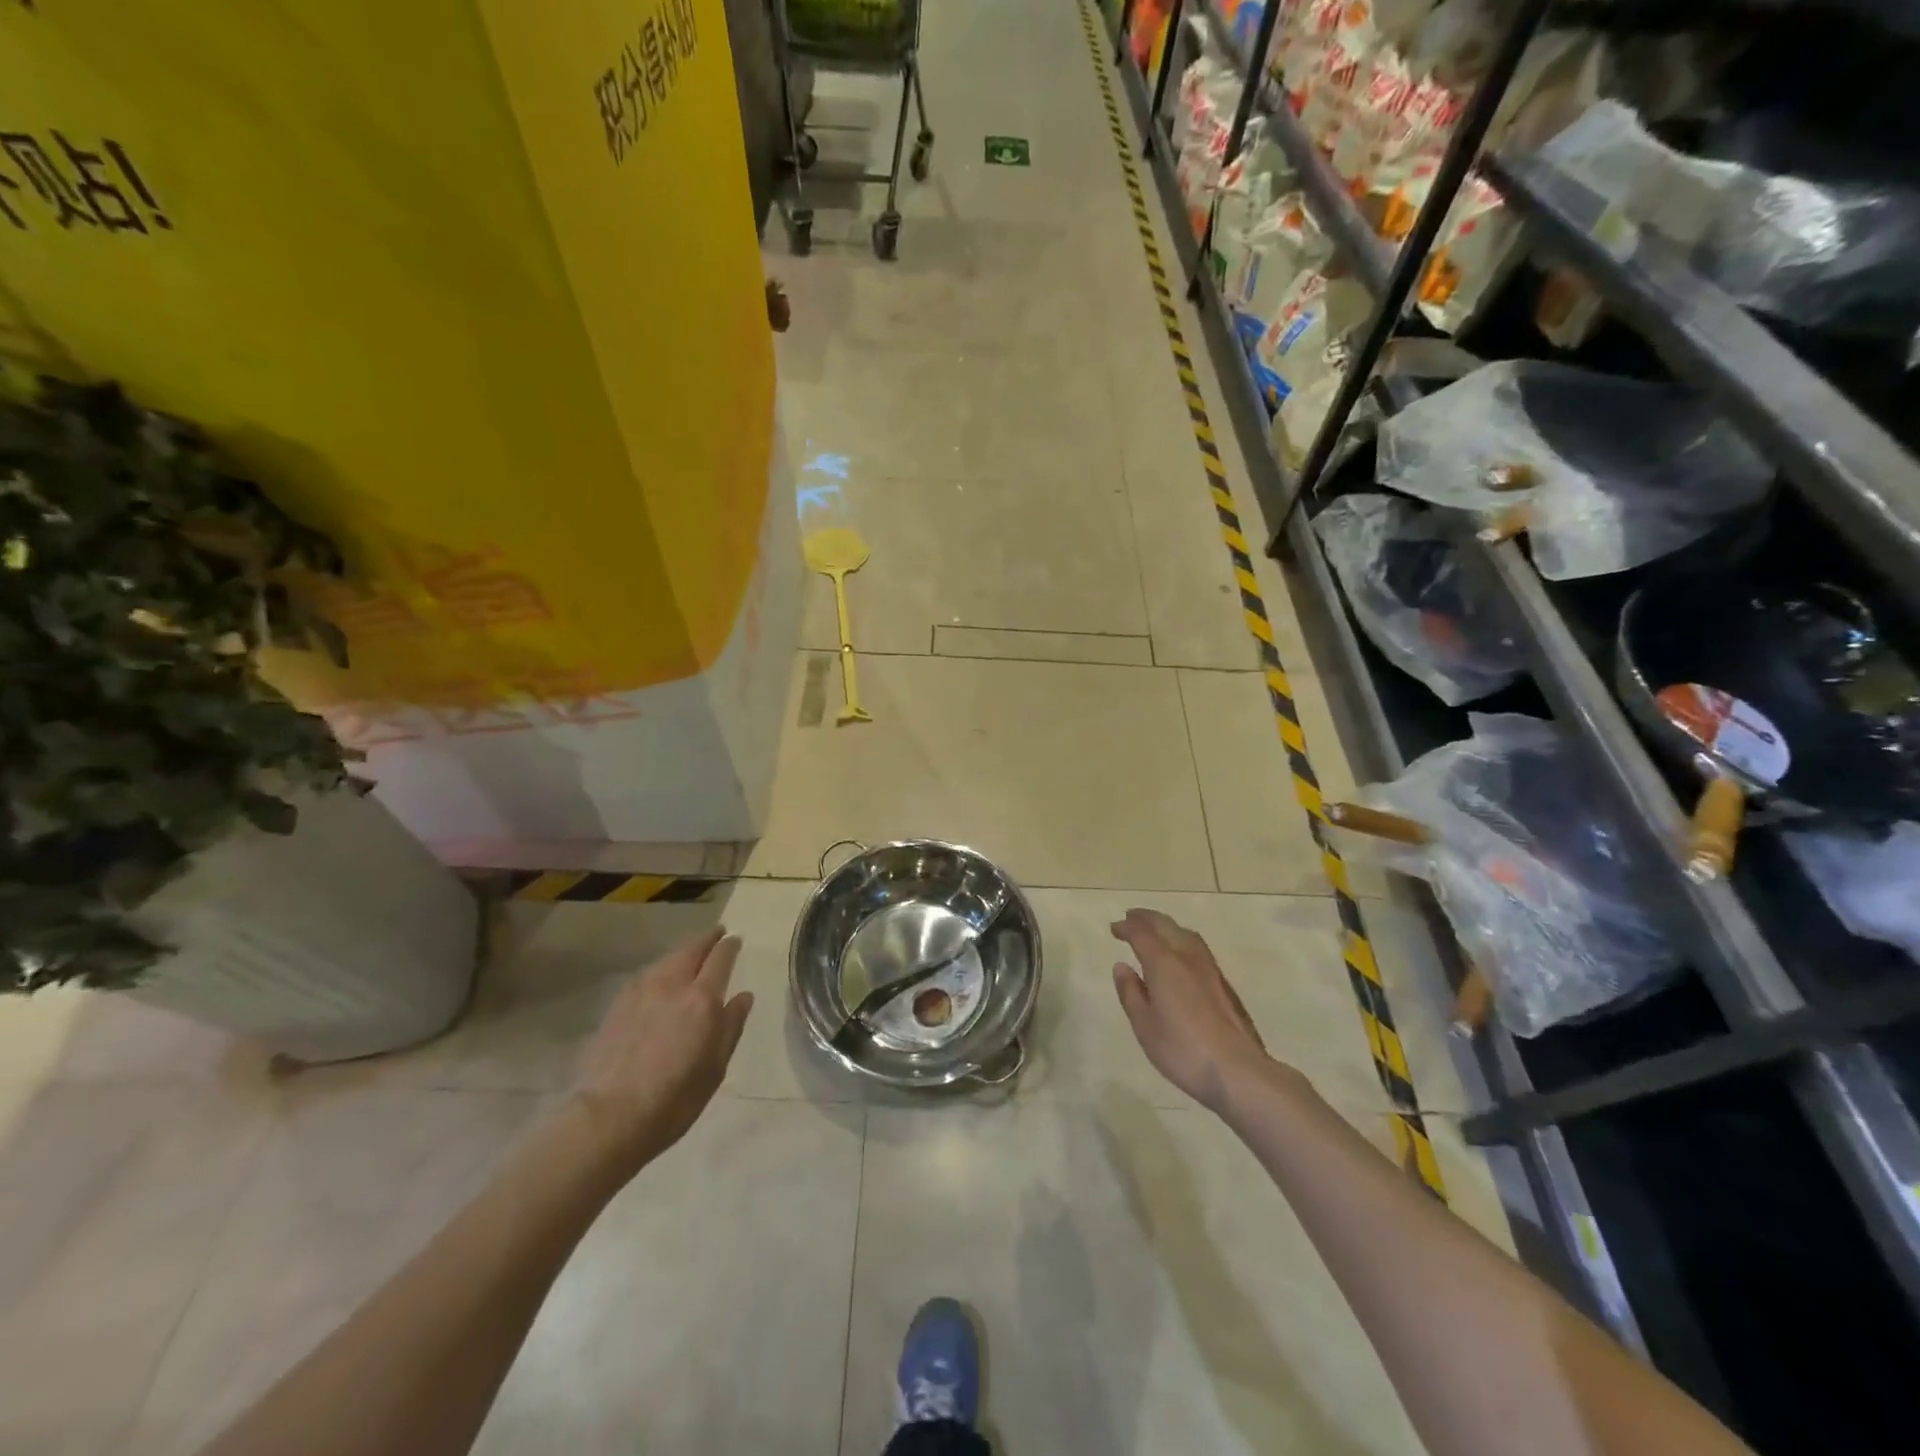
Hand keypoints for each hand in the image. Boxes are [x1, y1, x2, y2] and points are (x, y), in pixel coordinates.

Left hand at [566, 927, 753, 1177]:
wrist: (608, 1118)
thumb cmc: (674, 1099)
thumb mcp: (715, 1068)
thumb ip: (731, 1026)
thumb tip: (743, 996)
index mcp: (702, 999)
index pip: (720, 959)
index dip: (730, 946)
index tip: (736, 940)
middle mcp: (673, 985)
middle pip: (691, 950)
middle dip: (707, 939)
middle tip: (717, 934)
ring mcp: (641, 992)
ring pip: (666, 959)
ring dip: (682, 952)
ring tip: (690, 954)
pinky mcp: (617, 1005)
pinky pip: (646, 974)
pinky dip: (660, 968)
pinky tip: (660, 978)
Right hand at [1111, 909, 1274, 1113]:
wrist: (1238, 1070)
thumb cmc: (1183, 1050)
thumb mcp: (1145, 1026)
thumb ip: (1130, 993)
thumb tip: (1122, 966)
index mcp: (1164, 964)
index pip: (1142, 934)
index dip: (1127, 927)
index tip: (1114, 928)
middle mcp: (1188, 957)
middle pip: (1166, 925)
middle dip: (1146, 918)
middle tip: (1131, 917)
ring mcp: (1210, 969)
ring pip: (1186, 934)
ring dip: (1167, 926)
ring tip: (1155, 930)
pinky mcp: (1224, 983)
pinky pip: (1197, 947)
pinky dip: (1181, 939)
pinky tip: (1180, 955)